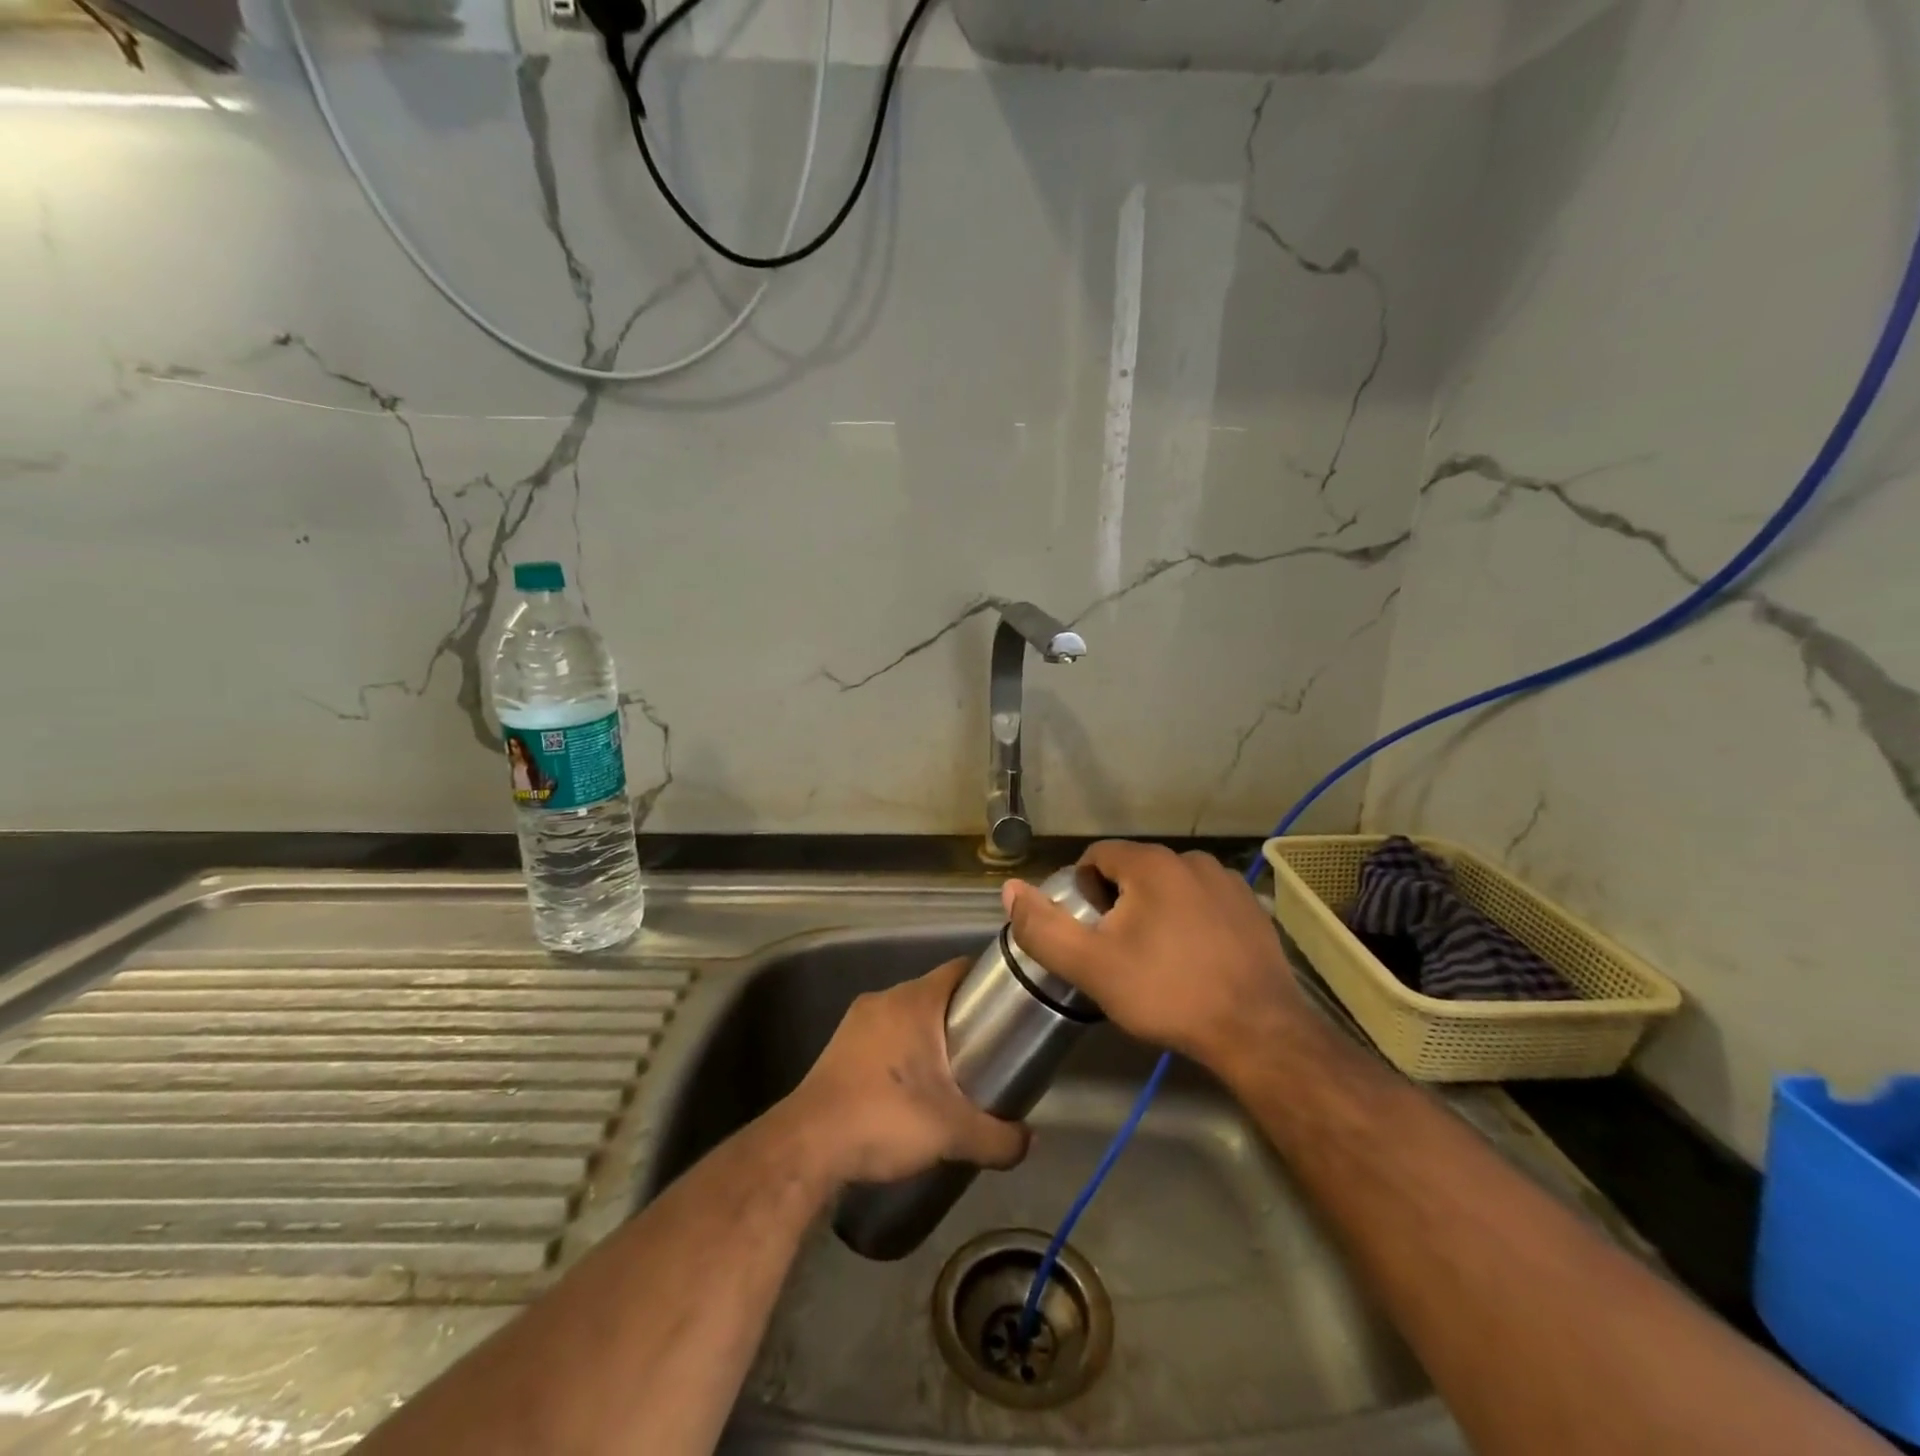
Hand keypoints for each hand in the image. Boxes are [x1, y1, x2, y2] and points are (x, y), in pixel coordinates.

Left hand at [777, 957, 1030, 1187]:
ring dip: (930, 1037)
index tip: (1009, 1009)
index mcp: (915, 1001)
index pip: (960, 970)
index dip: (988, 984)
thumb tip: (1030, 1142)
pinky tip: (911, 1089)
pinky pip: (884, 1036)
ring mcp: (857, 1021)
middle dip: (962, 1018)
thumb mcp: (953, 1133)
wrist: (807, 1146)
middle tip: (988, 1050)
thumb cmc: (885, 1119)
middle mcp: (885, 999)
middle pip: (936, 994)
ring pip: (908, 1016)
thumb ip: (999, 1138)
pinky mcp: (839, 1046)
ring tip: (954, 1073)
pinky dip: (902, 1052)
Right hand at [1003, 841, 1302, 1071]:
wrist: (1258, 1032)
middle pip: (1133, 871)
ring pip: (1170, 887)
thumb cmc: (1167, 993)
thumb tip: (1009, 889)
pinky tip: (1196, 961)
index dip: (1082, 892)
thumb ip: (1044, 927)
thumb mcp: (1091, 966)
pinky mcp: (1252, 908)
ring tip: (1159, 960)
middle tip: (1120, 953)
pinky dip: (1190, 921)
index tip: (1091, 934)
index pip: (1096, 857)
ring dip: (1155, 912)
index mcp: (1151, 863)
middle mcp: (1191, 859)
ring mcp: (1228, 882)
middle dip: (1118, 904)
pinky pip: (1204, 902)